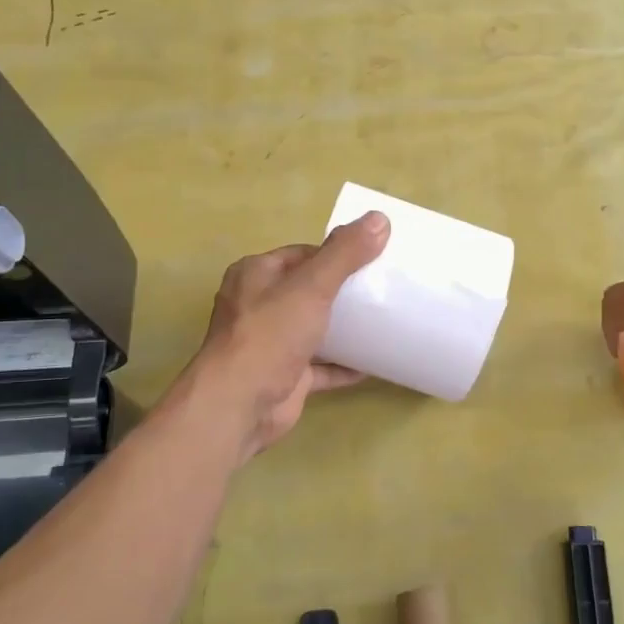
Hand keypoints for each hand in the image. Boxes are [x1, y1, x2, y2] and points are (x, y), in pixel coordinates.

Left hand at [180, 212, 390, 462]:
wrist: (240, 405)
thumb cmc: (270, 335)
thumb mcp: (312, 286)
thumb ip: (345, 253)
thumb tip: (379, 219)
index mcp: (256, 275)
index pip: (302, 254)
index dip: (335, 254)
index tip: (371, 259)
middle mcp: (258, 305)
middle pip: (308, 290)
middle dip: (342, 290)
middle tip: (381, 290)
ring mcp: (270, 343)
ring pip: (313, 328)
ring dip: (344, 327)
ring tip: (383, 320)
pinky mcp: (284, 376)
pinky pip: (320, 365)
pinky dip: (344, 364)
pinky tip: (374, 362)